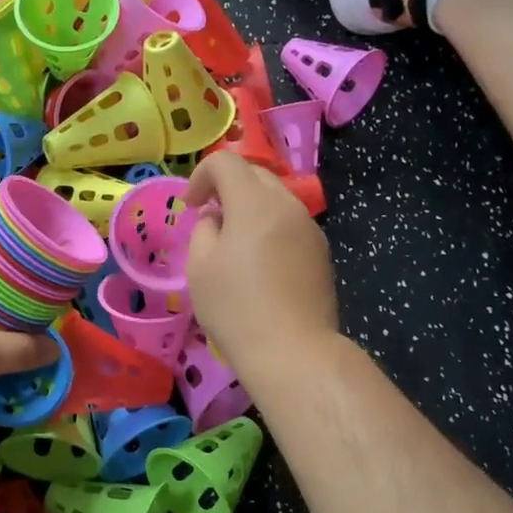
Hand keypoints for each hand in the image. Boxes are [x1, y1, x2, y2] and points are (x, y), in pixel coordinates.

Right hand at [184, 154, 337, 366]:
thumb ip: (204, 229)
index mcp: (254, 202)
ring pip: (276, 200)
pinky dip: (270, 228)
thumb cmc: (235, 307)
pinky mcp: (321, 252)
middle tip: (210, 219)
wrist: (292, 350)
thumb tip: (217, 219)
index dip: (201, 176)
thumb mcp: (200, 267)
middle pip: (255, 175)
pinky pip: (290, 224)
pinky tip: (260, 265)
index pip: (226, 162)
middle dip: (228, 188)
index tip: (191, 206)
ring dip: (251, 208)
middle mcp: (287, 205)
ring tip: (234, 244)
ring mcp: (310, 228)